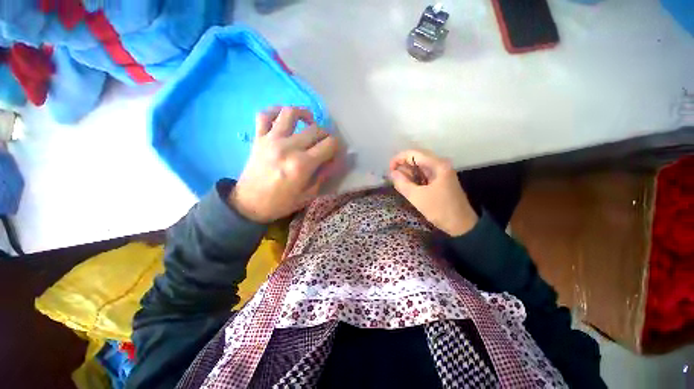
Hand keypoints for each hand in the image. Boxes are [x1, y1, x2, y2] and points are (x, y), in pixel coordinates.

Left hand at [229, 107, 340, 222]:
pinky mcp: (258, 138)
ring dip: (304, 114)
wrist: (249, 204)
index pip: (329, 144)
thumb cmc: (281, 203)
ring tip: (309, 122)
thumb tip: (335, 161)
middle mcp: (288, 147)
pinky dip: (276, 111)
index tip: (336, 153)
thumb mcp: (308, 195)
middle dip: (326, 135)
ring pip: (291, 113)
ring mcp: (271, 140)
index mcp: (302, 165)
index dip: (338, 147)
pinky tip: (284, 117)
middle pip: (316, 129)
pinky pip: (264, 115)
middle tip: (325, 143)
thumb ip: (323, 175)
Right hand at [389, 149, 477, 235]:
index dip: (399, 158)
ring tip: (400, 183)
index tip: (390, 170)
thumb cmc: (440, 210)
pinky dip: (414, 177)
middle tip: (393, 177)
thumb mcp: (417, 197)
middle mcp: (440, 164)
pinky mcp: (440, 180)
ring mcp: (441, 172)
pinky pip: (424, 174)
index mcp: (437, 165)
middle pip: (417, 158)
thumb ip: (402, 183)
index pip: (413, 153)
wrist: (462, 225)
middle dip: (403, 165)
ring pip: (420, 166)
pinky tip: (409, 185)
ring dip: (408, 172)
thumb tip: (392, 173)